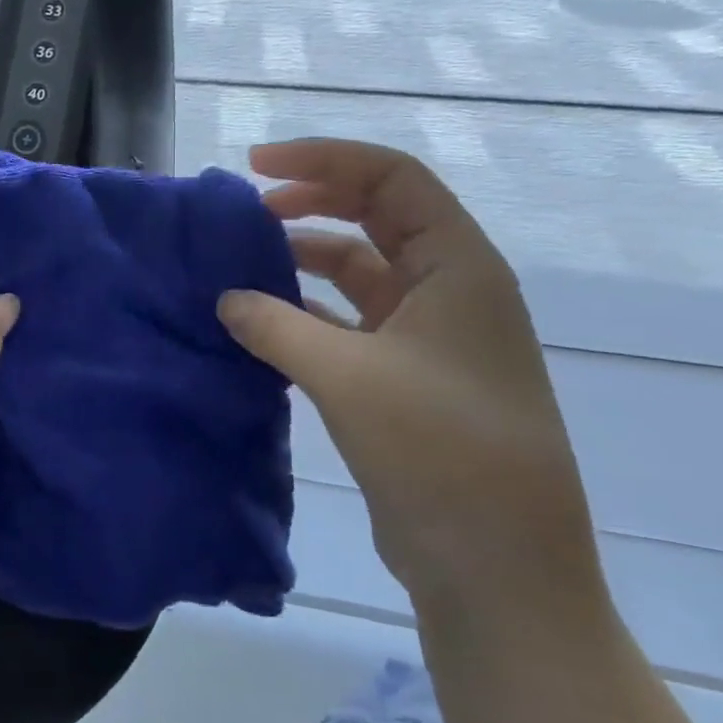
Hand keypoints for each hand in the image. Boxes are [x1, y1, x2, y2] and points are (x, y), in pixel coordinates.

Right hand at [216, 138, 603, 613]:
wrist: (496, 562)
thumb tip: (226, 299)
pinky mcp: (403, 377)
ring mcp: (427, 336)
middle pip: (376, 216)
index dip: (324, 159)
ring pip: (358, 270)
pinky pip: (347, 321)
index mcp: (458, 268)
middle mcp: (448, 290)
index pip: (392, 178)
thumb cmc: (439, 450)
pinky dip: (304, 311)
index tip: (256, 167)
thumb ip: (276, 326)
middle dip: (312, 201)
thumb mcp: (346, 376)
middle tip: (246, 211)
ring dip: (303, 258)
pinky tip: (261, 322)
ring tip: (242, 265)